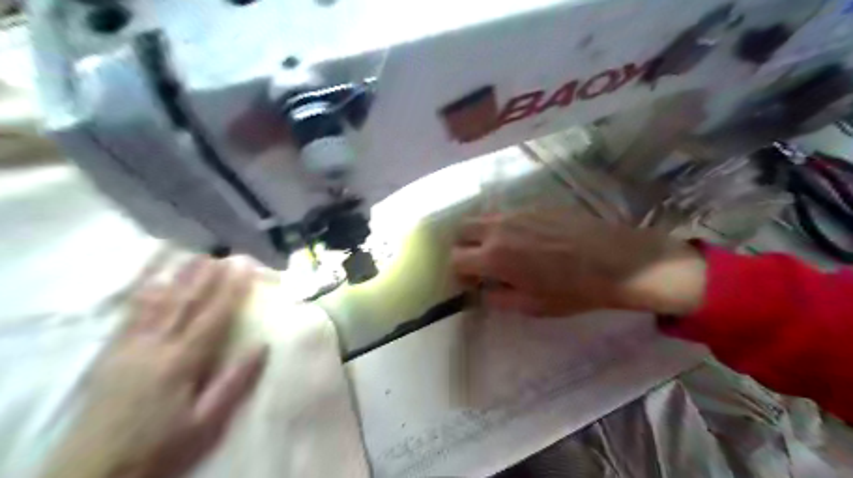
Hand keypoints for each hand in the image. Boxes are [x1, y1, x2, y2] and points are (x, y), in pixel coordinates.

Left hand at [40, 260, 264, 477]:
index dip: (232, 289)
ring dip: (178, 278)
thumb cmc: (161, 446)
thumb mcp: (207, 422)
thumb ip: (235, 382)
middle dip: (206, 276)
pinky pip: (129, 317)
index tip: (246, 267)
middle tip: (223, 254)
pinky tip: (152, 283)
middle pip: (185, 303)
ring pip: (158, 304)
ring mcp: (128, 348)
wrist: (93, 473)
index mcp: (182, 362)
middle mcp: (155, 346)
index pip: (213, 316)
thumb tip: (263, 345)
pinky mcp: (110, 355)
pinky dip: (143, 296)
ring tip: (194, 258)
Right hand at [452, 206, 707, 314]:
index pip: (456, 258)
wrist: (616, 261)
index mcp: (494, 257)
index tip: (471, 281)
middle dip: (462, 246)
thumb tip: (483, 290)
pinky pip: (507, 213)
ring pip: (483, 218)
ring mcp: (517, 212)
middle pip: (461, 229)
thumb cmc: (573, 290)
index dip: (458, 272)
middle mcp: (499, 229)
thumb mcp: (531, 306)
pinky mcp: (535, 205)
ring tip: (502, 250)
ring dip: (482, 234)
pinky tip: (526, 239)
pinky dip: (504, 226)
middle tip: (479, 262)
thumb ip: (498, 298)